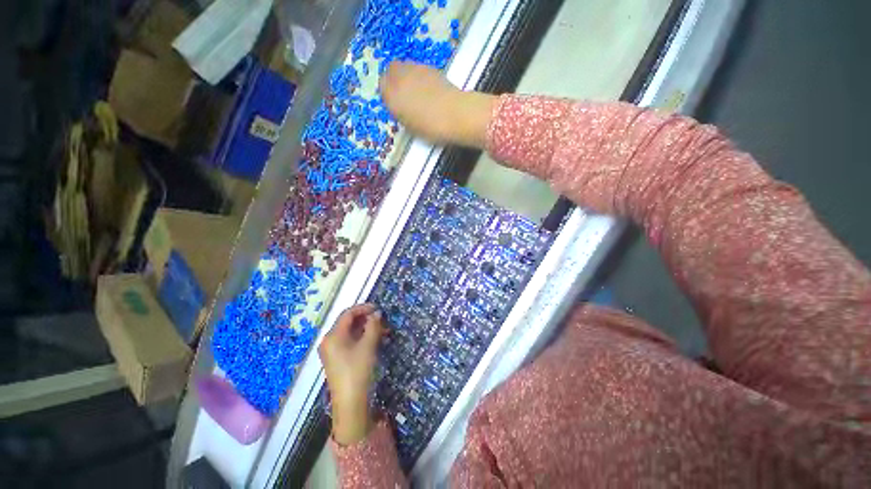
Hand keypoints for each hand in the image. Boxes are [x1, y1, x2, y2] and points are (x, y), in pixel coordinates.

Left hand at [318, 304, 384, 444]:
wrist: (350, 403)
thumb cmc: (358, 371)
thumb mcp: (368, 346)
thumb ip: (373, 326)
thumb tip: (377, 313)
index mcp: (333, 335)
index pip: (348, 314)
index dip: (363, 308)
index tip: (378, 308)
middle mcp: (329, 340)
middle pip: (348, 322)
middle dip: (366, 319)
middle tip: (382, 320)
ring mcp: (331, 350)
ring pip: (350, 332)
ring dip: (366, 328)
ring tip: (382, 330)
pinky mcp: (336, 359)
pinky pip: (349, 341)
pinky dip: (361, 337)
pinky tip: (374, 340)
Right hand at [381, 61, 496, 147]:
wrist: (453, 114)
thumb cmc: (429, 126)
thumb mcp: (409, 125)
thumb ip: (400, 111)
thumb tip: (401, 105)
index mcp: (391, 95)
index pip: (382, 86)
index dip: (389, 93)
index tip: (396, 102)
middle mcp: (400, 77)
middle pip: (392, 70)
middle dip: (395, 79)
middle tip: (405, 93)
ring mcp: (416, 69)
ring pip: (406, 67)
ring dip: (408, 76)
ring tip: (419, 93)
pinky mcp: (430, 67)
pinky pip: (419, 69)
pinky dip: (421, 77)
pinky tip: (430, 90)